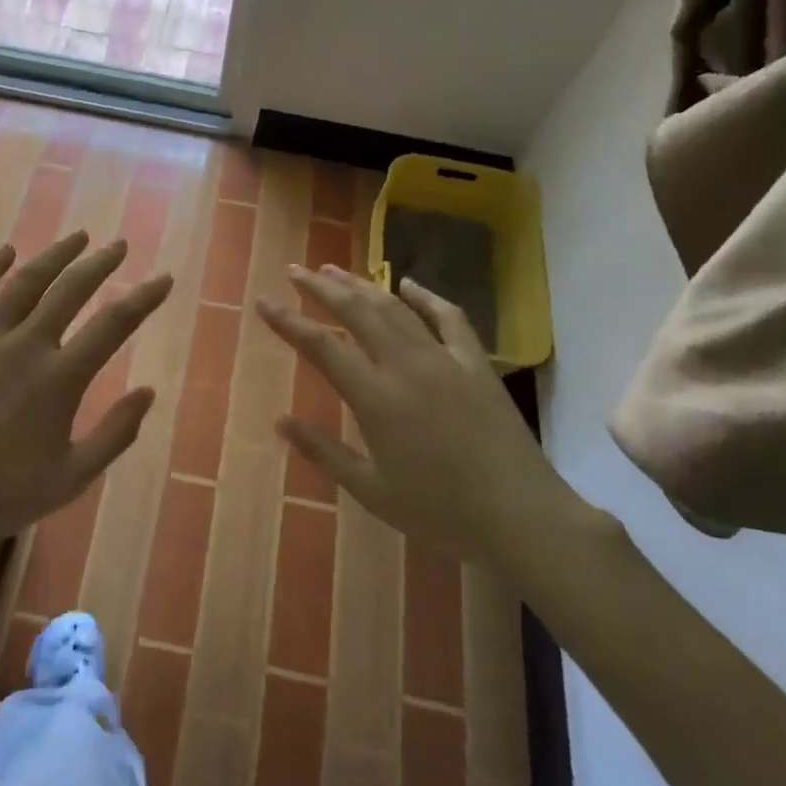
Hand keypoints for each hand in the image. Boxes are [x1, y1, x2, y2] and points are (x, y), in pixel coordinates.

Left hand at [0, 231, 172, 563]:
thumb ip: (116, 433)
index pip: (114, 324)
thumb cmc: (1, 498)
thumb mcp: (72, 478)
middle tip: (118, 246)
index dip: (144, 297)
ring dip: (54, 256)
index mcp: (60, 378)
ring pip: (24, 283)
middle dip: (100, 264)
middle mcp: (24, 345)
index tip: (164, 278)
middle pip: (71, 290)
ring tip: (77, 237)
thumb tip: (148, 392)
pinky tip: (5, 253)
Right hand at [257, 266, 583, 567]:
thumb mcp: (372, 491)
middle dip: (320, 288)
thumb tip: (280, 421)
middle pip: (355, 312)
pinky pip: (448, 316)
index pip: (321, 346)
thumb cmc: (441, 511)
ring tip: (335, 270)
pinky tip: (408, 283)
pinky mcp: (475, 362)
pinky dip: (425, 296)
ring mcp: (444, 358)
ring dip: (361, 284)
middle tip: (295, 270)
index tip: (263, 301)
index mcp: (376, 398)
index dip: (288, 321)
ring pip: (394, 307)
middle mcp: (405, 365)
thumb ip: (324, 452)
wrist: (521, 515)